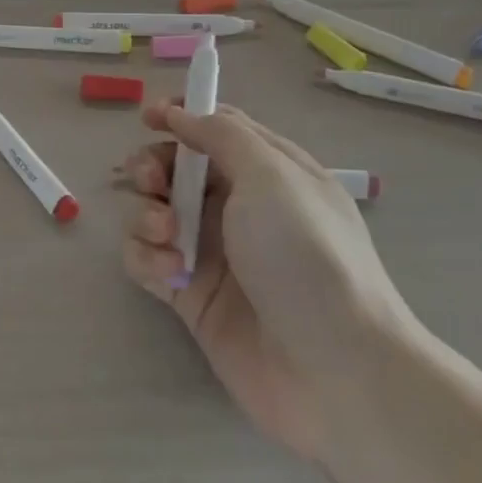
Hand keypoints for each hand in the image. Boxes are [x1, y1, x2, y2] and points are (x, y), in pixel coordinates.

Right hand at [120, 100, 417, 464]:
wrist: (334, 370)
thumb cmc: (306, 256)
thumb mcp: (272, 176)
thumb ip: (222, 135)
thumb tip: (182, 112)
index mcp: (268, 171)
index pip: (218, 129)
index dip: (181, 116)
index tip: (148, 117)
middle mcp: (238, 206)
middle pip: (176, 168)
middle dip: (153, 167)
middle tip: (151, 180)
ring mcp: (212, 251)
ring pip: (154, 211)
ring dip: (147, 214)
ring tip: (167, 234)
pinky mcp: (189, 293)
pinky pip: (148, 258)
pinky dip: (148, 257)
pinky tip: (169, 273)